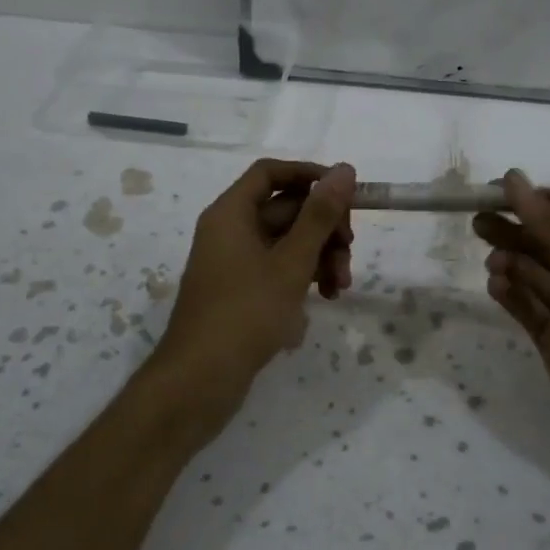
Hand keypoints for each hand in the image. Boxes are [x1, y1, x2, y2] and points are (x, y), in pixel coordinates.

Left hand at [158, 159, 356, 402]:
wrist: (200, 381)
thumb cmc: (245, 313)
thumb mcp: (291, 262)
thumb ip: (320, 215)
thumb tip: (344, 169)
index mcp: (231, 213)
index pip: (271, 173)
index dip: (309, 175)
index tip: (346, 193)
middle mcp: (230, 231)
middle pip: (286, 209)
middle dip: (324, 229)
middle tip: (349, 252)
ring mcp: (235, 263)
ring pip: (287, 243)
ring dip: (319, 257)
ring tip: (340, 288)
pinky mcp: (241, 291)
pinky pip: (277, 269)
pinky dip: (302, 279)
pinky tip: (323, 302)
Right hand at [473, 170, 549, 476]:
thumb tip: (514, 179)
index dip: (534, 205)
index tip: (496, 192)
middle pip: (545, 247)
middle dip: (514, 232)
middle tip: (478, 221)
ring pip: (534, 278)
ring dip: (511, 263)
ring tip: (491, 259)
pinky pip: (527, 310)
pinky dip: (510, 295)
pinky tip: (494, 284)